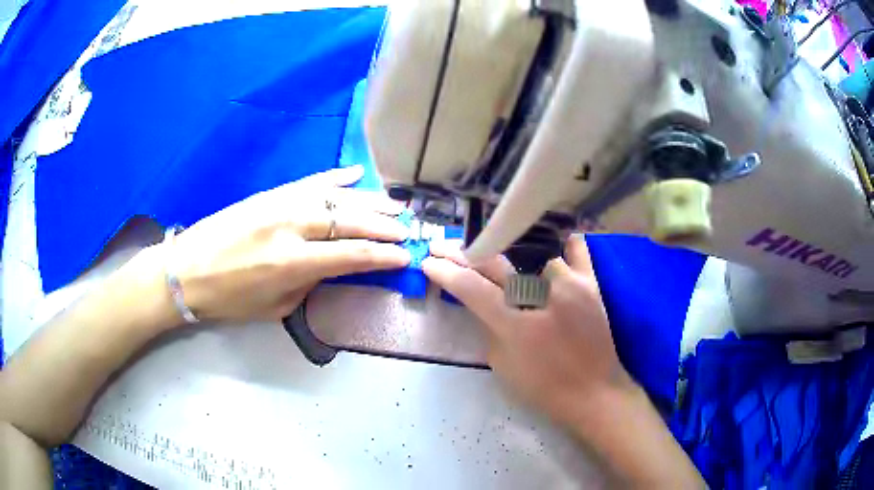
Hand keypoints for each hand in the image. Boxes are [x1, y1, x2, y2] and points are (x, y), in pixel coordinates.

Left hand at [170, 166, 410, 321]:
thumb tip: (337, 267)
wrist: (187, 271)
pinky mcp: (270, 193)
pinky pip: (310, 180)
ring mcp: (280, 203)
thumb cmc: (230, 299)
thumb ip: (312, 284)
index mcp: (293, 262)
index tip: (406, 255)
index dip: (383, 255)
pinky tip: (357, 174)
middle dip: (385, 225)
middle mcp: (291, 226)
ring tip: (395, 205)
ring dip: (370, 201)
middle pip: (350, 220)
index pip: (352, 254)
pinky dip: (336, 177)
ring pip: (336, 196)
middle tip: (409, 228)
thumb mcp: (277, 307)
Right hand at [422, 236, 632, 425]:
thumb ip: (489, 328)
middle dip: (463, 254)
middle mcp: (542, 296)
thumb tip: (482, 303)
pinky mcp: (592, 283)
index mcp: (515, 324)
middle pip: (494, 264)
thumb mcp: (502, 364)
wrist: (595, 392)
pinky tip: (557, 250)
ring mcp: (570, 284)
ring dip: (517, 264)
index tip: (428, 262)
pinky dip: (563, 250)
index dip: (446, 273)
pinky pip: (576, 251)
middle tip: (443, 247)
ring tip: (513, 274)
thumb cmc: (544, 387)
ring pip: (533, 255)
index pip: (471, 288)